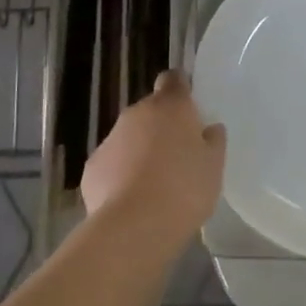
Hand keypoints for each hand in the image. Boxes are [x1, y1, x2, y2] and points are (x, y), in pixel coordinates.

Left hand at [82, 70, 226, 252]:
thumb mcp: (214, 167)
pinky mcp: (92, 166)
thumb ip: (213, 142)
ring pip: (129, 137)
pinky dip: (120, 175)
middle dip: (161, 128)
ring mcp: (110, 138)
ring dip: (140, 152)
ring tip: (155, 186)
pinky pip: (111, 163)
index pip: (173, 79)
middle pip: (151, 111)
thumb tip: (209, 129)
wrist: (134, 226)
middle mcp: (137, 113)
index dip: (180, 90)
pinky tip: (131, 201)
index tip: (189, 110)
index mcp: (171, 106)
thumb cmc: (184, 190)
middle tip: (177, 157)